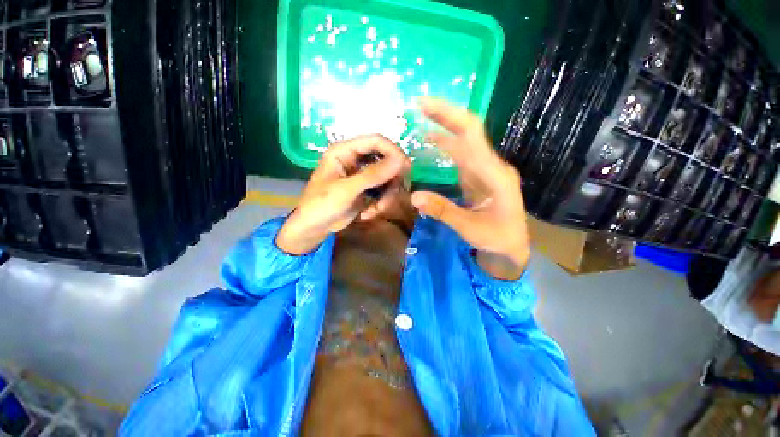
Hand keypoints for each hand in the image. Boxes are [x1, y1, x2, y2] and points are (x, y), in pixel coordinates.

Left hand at [277, 135, 409, 254]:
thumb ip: (373, 175)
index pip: (376, 141)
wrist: (314, 228)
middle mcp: (355, 159)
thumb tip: (401, 160)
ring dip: (386, 195)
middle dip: (391, 180)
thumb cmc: (321, 205)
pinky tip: (369, 213)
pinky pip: (383, 191)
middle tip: (393, 195)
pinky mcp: (366, 189)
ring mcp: (362, 175)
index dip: (393, 151)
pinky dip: (381, 203)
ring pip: (387, 178)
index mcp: (344, 151)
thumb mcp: (347, 190)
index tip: (405, 168)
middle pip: (385, 159)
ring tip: (376, 209)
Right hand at [412, 97, 530, 279]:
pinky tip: (433, 140)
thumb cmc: (497, 238)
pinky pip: (461, 155)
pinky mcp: (478, 176)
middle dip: (445, 115)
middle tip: (419, 104)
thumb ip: (443, 211)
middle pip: (469, 131)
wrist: (513, 245)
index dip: (448, 118)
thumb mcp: (469, 228)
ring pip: (465, 141)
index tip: (424, 106)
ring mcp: (485, 170)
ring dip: (444, 127)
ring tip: (421, 117)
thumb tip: (413, 196)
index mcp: (495, 174)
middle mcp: (492, 165)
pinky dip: (446, 145)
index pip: (471, 137)